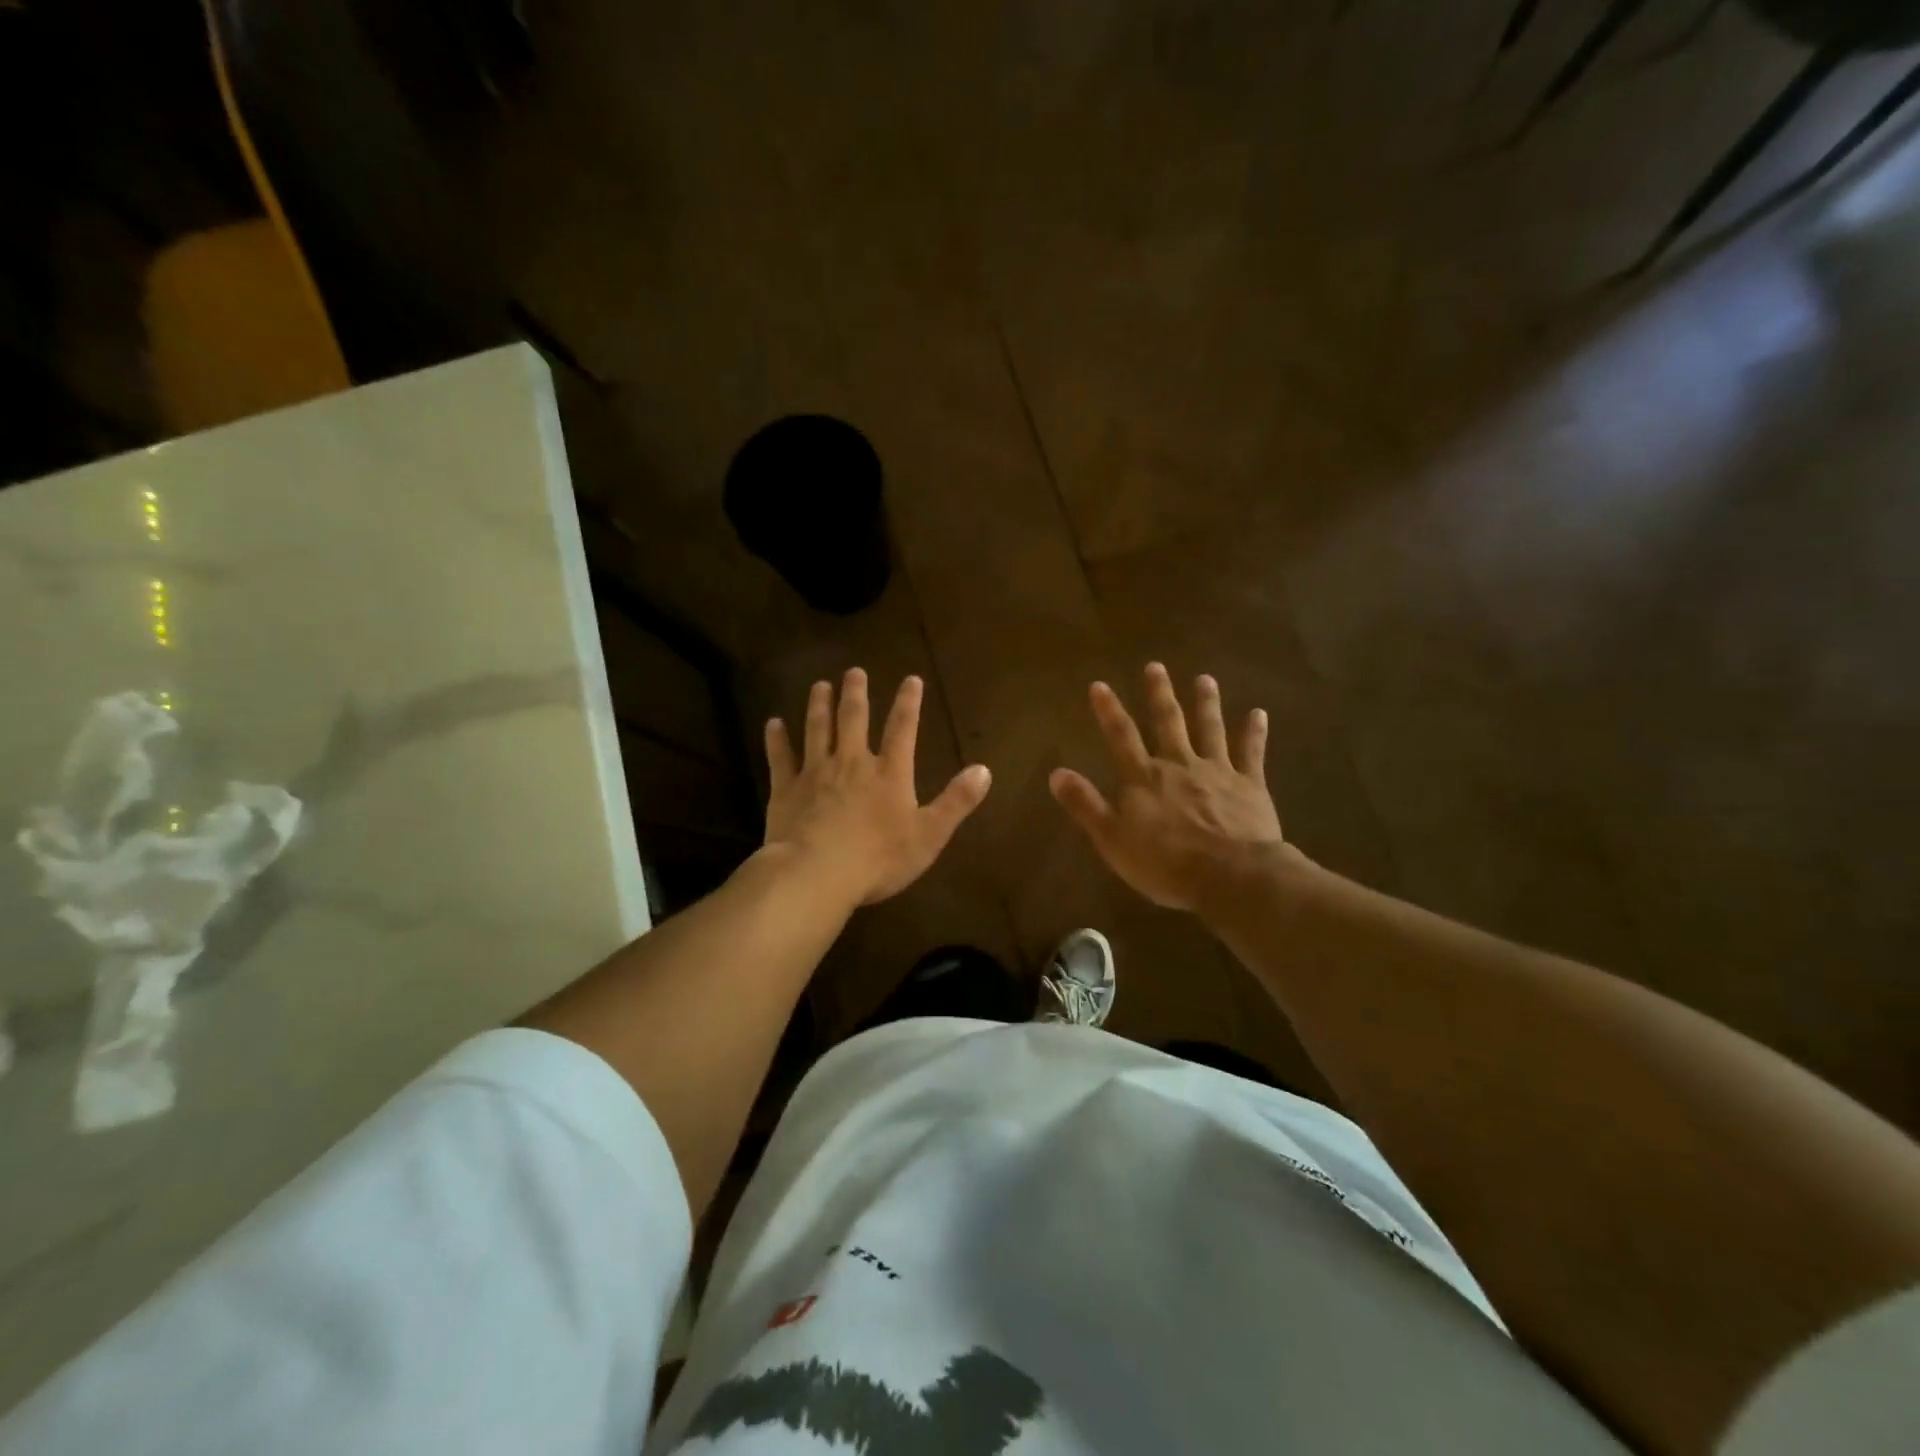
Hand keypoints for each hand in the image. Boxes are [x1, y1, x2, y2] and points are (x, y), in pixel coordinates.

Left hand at [764, 668, 991, 906]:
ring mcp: (815, 773)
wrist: (816, 873)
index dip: (908, 703)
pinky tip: (773, 724)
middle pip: (854, 720)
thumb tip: (985, 770)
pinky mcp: (786, 789)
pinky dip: (777, 739)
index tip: (911, 679)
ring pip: (817, 730)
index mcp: (889, 773)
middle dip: (856, 693)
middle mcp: (852, 763)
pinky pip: (780, 758)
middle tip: (854, 671)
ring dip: (819, 706)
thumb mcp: (929, 834)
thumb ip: (956, 801)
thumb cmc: (878, 858)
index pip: (902, 729)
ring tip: (819, 686)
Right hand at [1050, 663, 1288, 911]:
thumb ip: (1086, 804)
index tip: (1100, 685)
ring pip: (1210, 730)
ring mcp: (1217, 772)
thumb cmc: (1166, 863)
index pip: (1122, 737)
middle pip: (1168, 723)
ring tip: (1205, 679)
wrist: (1230, 876)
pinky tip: (1259, 713)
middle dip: (1160, 694)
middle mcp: (1180, 765)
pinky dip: (1254, 733)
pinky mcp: (1250, 786)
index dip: (1109, 711)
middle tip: (1156, 666)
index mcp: (1145, 778)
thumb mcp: (1113, 839)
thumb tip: (1056, 773)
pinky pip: (1252, 753)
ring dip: (1206, 703)